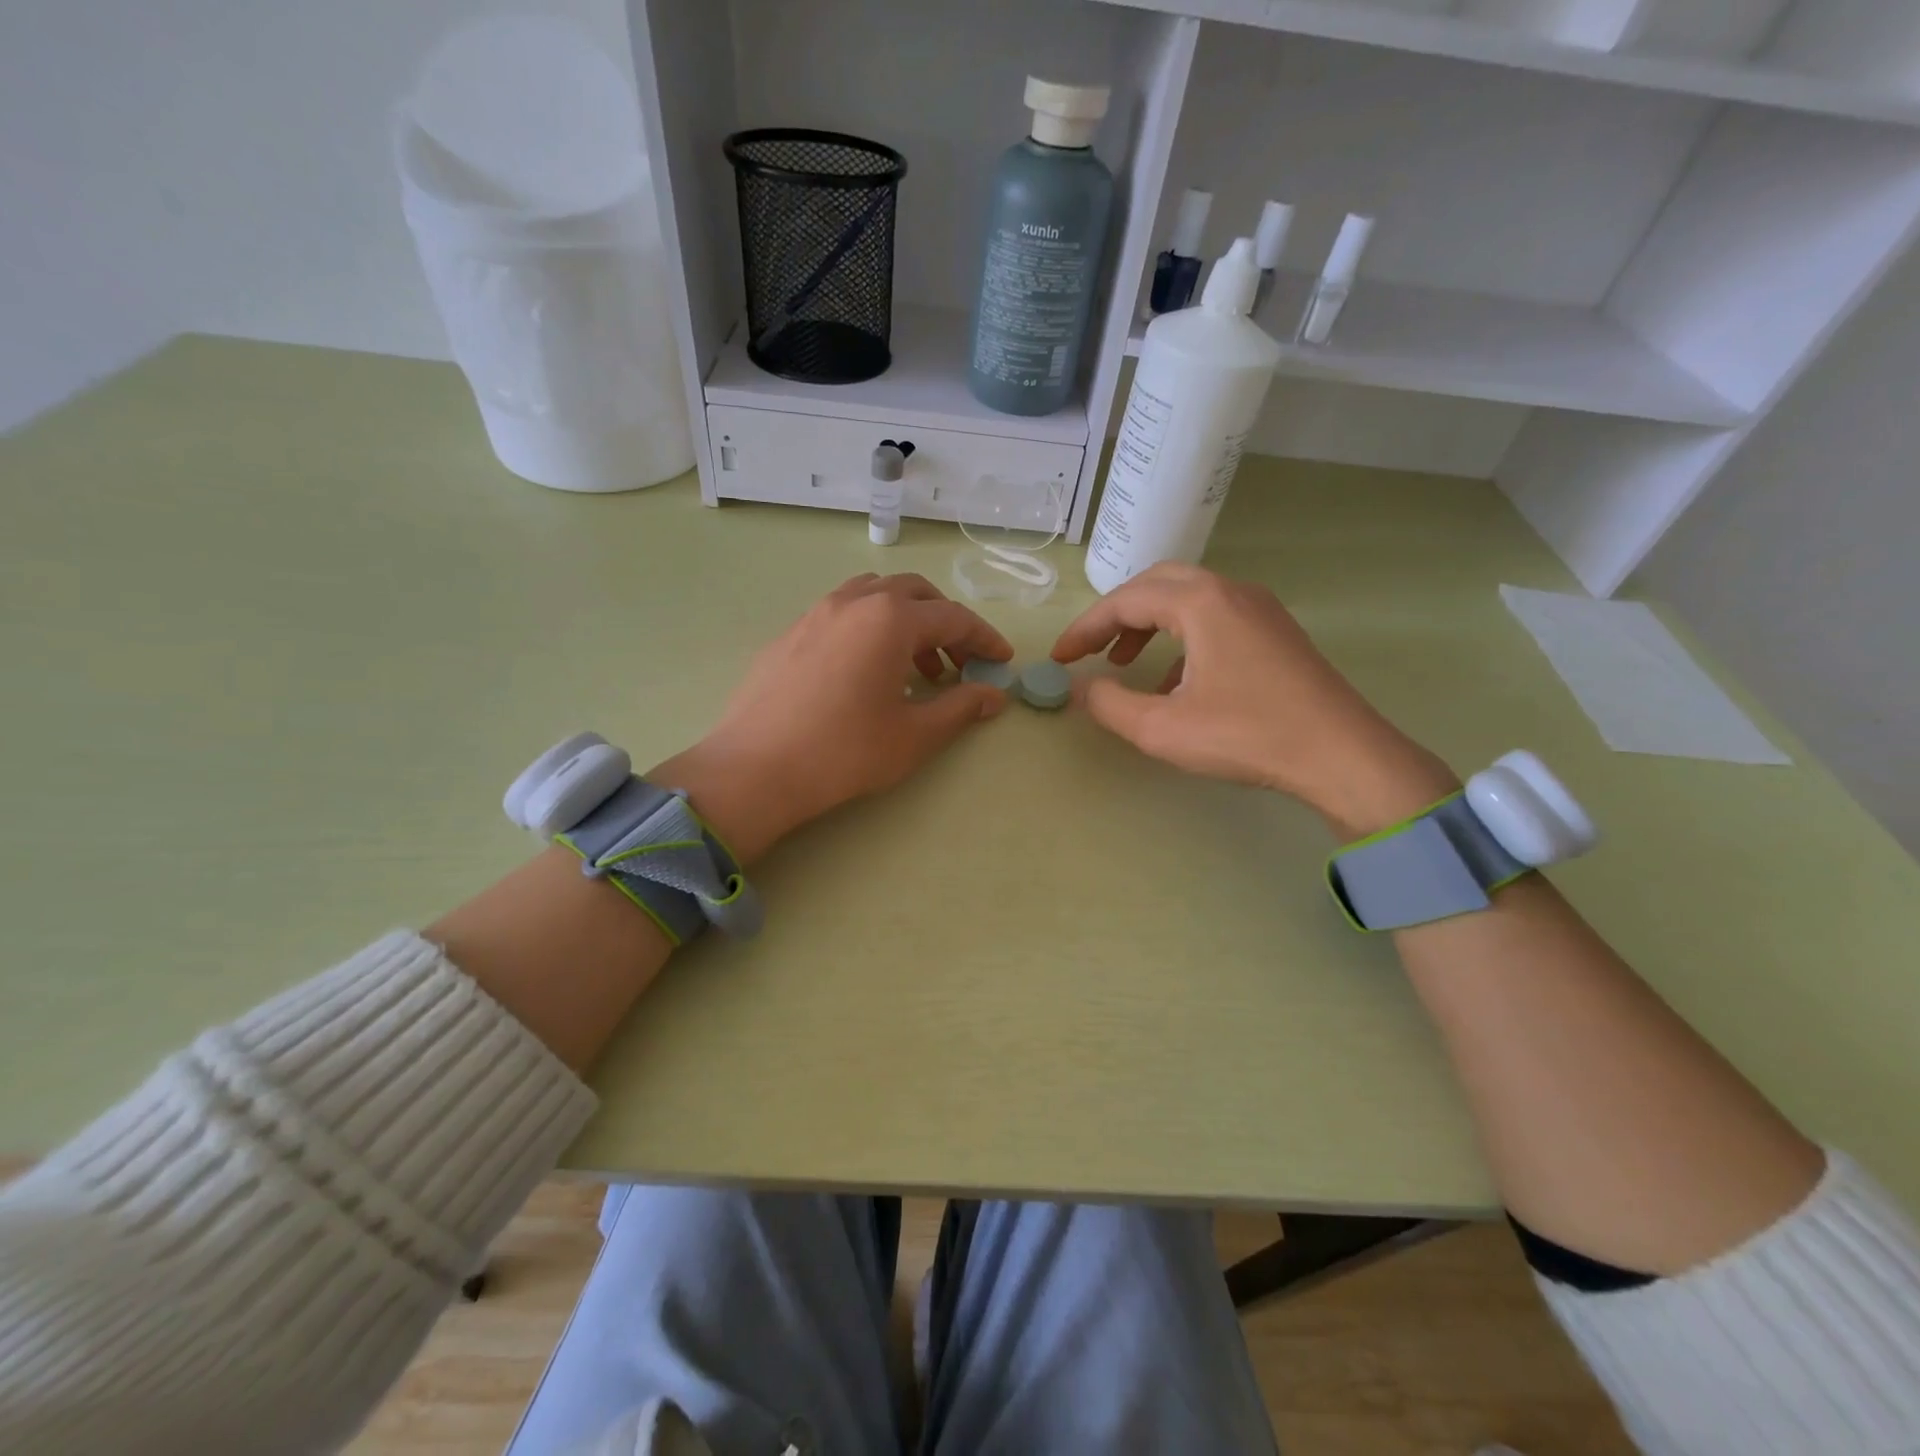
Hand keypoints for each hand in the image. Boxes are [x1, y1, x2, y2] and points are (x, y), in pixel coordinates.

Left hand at [654, 573, 1012, 861]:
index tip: (1002, 662)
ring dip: (906, 622)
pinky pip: (843, 614)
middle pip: (915, 593)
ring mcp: (816, 613)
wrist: (755, 769)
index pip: (953, 617)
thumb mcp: (914, 734)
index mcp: (890, 618)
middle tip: (960, 663)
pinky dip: (870, 629)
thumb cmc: (845, 752)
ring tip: (916, 669)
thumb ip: (960, 707)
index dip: (984, 639)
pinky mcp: (790, 633)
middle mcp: (854, 602)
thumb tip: (993, 695)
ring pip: (875, 596)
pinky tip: (867, 673)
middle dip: (946, 623)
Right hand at [1051, 564, 1457, 837]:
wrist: (1342, 755)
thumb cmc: (1248, 736)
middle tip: (1090, 650)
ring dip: (1148, 624)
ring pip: (1187, 598)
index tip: (1059, 659)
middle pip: (1156, 585)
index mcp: (1202, 603)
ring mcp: (1259, 608)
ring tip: (1124, 663)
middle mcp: (1231, 591)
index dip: (1084, 628)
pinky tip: (1175, 682)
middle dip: (1116, 615)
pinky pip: (1214, 618)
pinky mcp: (1276, 631)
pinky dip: (1181, 638)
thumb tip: (1080, 687)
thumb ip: (1110, 704)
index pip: (1125, 601)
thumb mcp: (1163, 729)